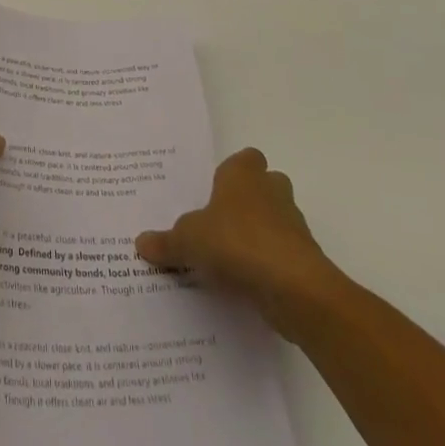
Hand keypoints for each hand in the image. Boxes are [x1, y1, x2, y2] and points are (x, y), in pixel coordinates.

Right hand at [136, 148, 339, 333]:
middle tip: (219, 223)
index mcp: (243, 173)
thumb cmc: (236, 242)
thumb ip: (166, 242)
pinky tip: (246, 283)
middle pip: (264, 186)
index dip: (232, 173)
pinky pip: (282, 254)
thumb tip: (140, 242)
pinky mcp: (304, 259)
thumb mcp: (188, 240)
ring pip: (276, 220)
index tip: (214, 192)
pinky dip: (269, 265)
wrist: (293, 286)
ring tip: (229, 259)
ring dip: (259, 235)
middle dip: (248, 202)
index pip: (244, 159)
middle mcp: (271, 190)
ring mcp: (293, 224)